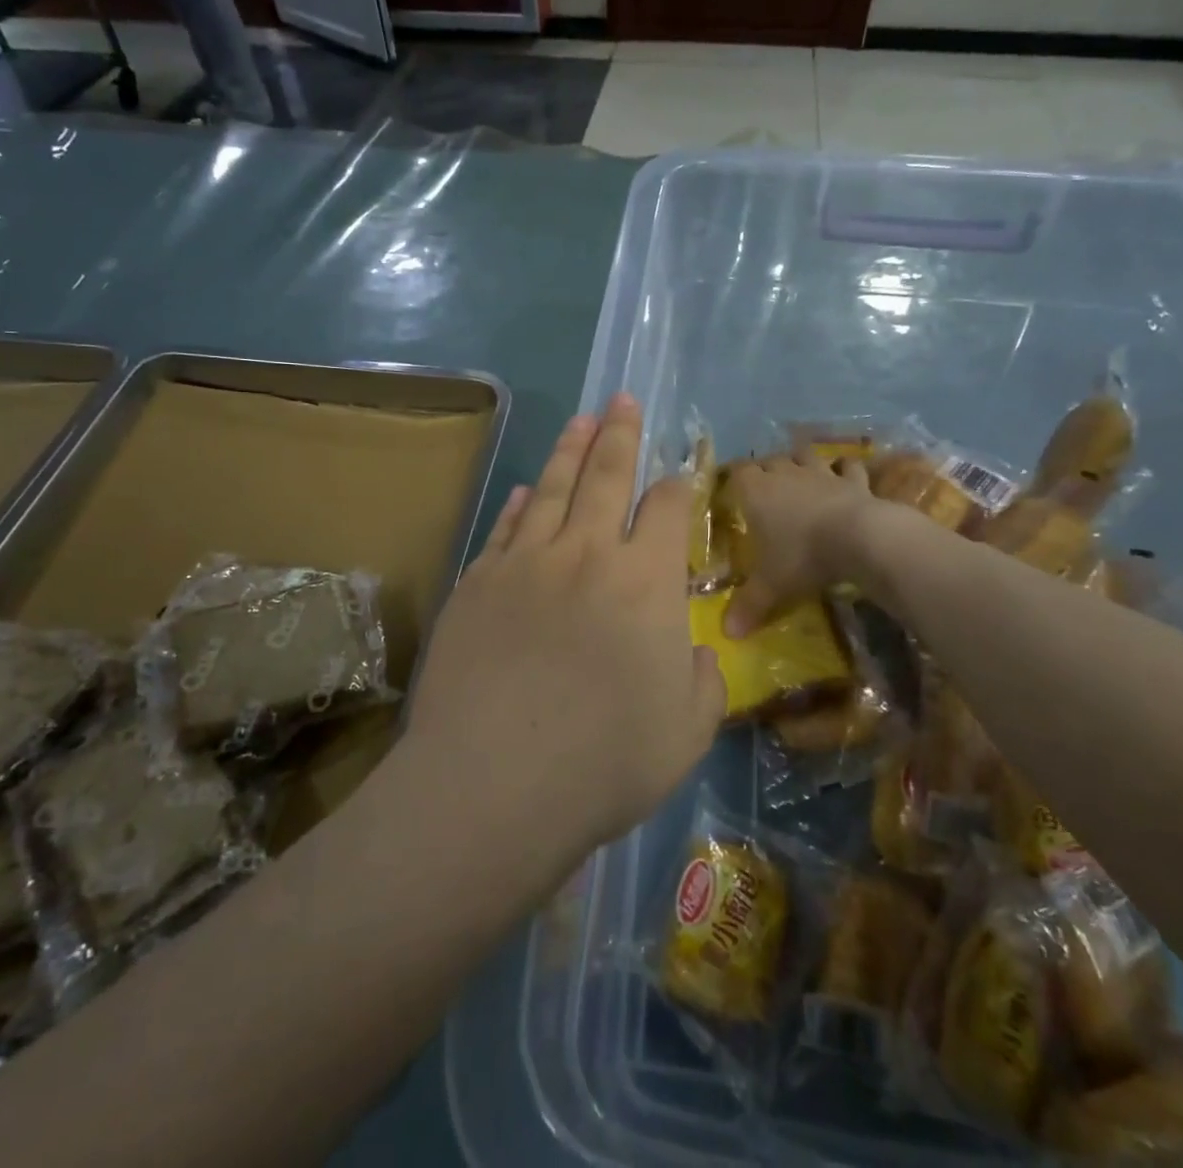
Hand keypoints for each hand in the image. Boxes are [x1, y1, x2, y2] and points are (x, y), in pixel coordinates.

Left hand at [402, 395, 725, 870]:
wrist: (493, 782)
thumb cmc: (603, 763)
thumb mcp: (686, 734)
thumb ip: (703, 682)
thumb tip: (699, 652)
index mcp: (646, 582)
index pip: (667, 510)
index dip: (676, 487)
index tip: (677, 477)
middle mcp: (587, 553)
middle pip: (607, 476)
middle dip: (620, 434)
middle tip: (622, 400)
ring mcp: (525, 561)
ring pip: (553, 488)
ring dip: (570, 450)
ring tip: (582, 420)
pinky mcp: (478, 581)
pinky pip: (506, 527)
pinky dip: (519, 503)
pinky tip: (525, 489)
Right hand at [723, 450, 875, 634]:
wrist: (859, 538)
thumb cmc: (802, 556)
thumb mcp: (771, 586)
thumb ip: (748, 606)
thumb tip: (726, 634)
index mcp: (756, 491)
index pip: (736, 472)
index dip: (733, 479)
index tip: (732, 491)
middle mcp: (785, 474)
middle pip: (769, 460)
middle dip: (765, 470)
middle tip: (764, 490)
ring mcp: (821, 473)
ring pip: (805, 456)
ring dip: (800, 462)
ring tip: (799, 476)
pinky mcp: (854, 479)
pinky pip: (848, 466)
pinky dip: (844, 469)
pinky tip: (844, 475)